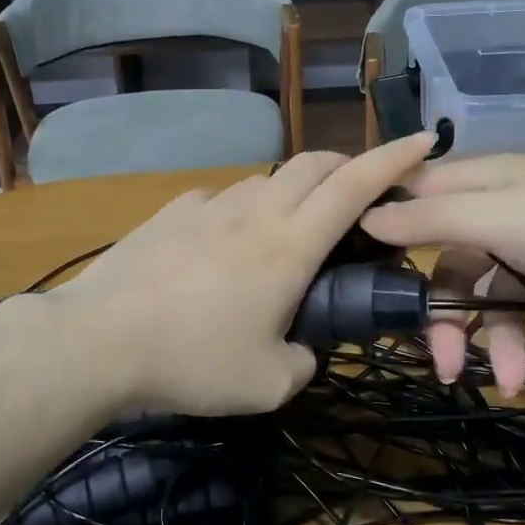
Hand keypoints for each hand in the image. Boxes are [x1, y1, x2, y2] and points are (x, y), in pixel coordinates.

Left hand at [47, 134, 438, 416]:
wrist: (100, 340)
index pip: (355, 185)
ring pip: (266, 179)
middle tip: (359, 193)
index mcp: (290, 245)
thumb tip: (304, 349)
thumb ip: (304, 361)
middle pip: (313, 164)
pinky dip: (241, 210)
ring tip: (287, 229)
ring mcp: (209, 206)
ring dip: (292, 191)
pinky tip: (223, 243)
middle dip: (347, 165)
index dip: (395, 159)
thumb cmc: (193, 360)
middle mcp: (255, 211)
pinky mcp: (171, 212)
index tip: (424, 140)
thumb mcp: (268, 383)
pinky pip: (220, 199)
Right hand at [359, 155, 524, 396]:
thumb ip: (428, 220)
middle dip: (452, 323)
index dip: (392, 243)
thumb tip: (364, 216)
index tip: (373, 290)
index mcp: (481, 184)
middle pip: (455, 269)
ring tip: (519, 386)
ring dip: (505, 347)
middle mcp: (505, 210)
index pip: (416, 206)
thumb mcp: (496, 218)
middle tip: (449, 371)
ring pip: (500, 302)